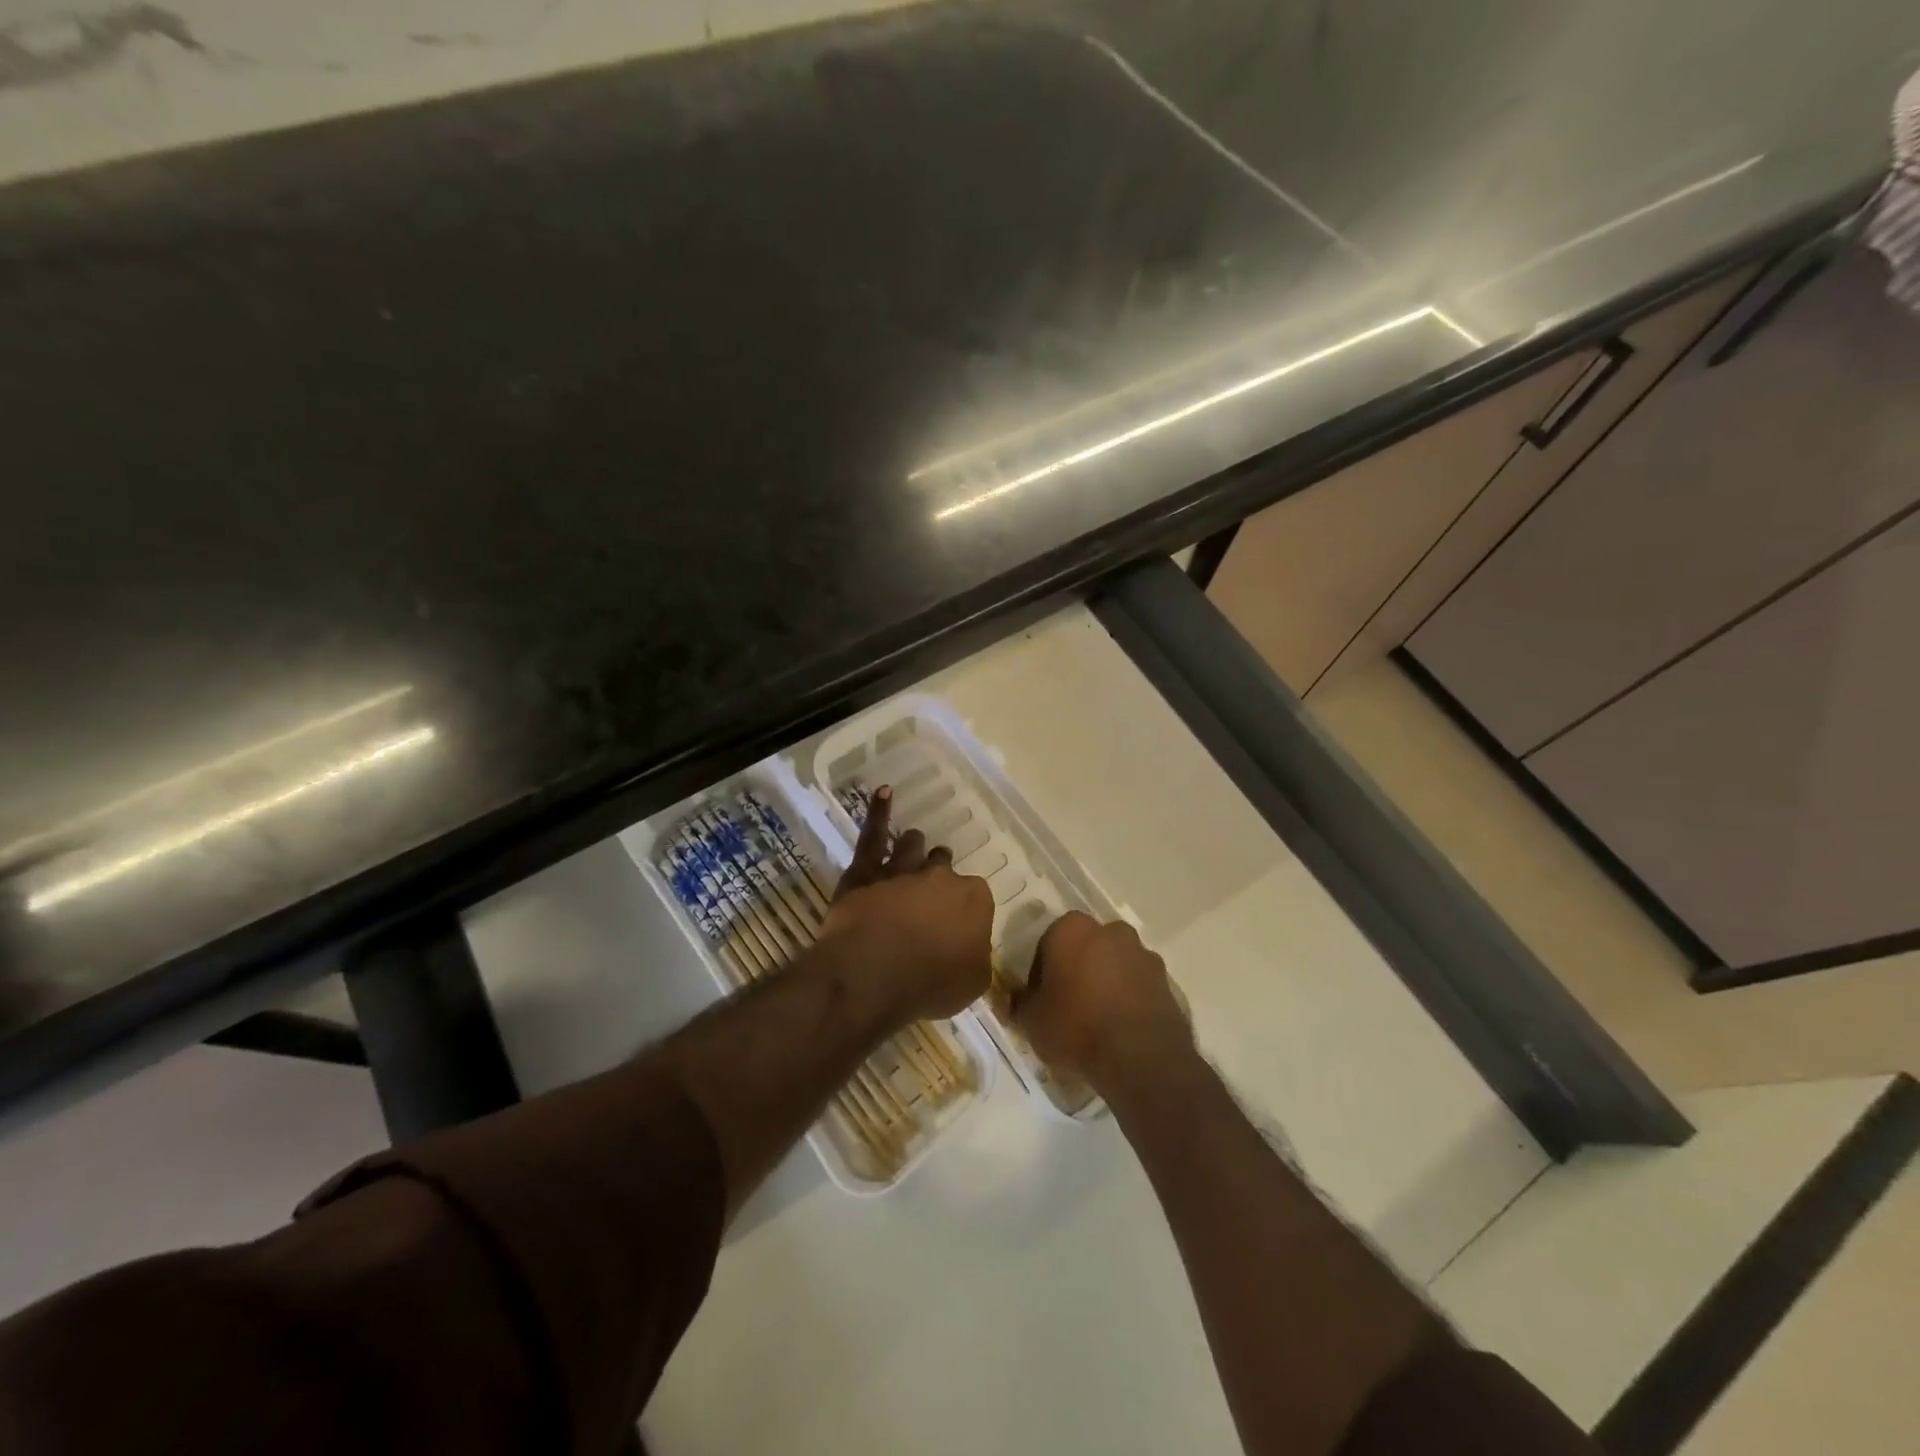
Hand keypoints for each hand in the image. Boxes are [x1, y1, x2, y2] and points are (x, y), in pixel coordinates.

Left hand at [819, 786, 993, 1024]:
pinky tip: (883, 792)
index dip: (964, 911)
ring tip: (912, 847)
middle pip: (943, 866)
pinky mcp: (865, 871)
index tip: (956, 926)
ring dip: (914, 847)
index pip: (976, 896)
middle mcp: (941, 876)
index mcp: (974, 899)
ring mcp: (902, 869)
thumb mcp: (973, 983)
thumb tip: (972, 947)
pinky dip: (879, 812)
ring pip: (913, 846)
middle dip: (939, 874)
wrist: (872, 975)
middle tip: (930, 894)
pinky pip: (874, 834)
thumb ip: (977, 956)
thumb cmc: (929, 985)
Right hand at [1010, 912, 1192, 1093]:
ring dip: (1105, 982)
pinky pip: (1137, 984)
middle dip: (1077, 970)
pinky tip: (1120, 1028)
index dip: (1041, 972)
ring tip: (1097, 1021)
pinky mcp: (1166, 980)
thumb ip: (1020, 1003)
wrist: (1141, 1058)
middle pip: (1085, 948)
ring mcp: (1142, 953)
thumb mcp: (1032, 1021)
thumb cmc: (1077, 1028)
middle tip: (1068, 1006)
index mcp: (1072, 929)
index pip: (1047, 943)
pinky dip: (1128, 998)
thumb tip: (1014, 1000)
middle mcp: (1110, 931)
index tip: (1041, 999)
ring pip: (1113, 964)